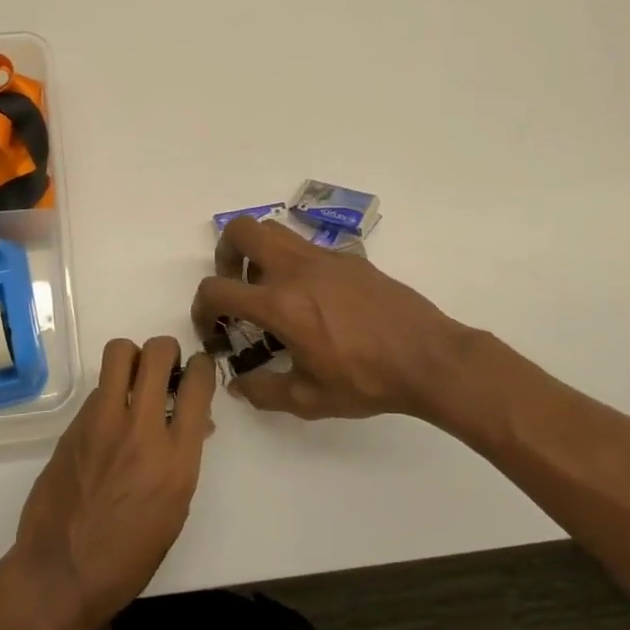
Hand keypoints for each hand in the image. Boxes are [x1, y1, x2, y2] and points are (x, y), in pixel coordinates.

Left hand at [11, 337, 214, 629]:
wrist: (60, 573)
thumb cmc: (128, 557)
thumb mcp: (174, 510)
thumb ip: (184, 458)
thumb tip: (194, 425)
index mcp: (177, 459)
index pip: (197, 385)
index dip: (202, 367)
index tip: (198, 369)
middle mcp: (141, 430)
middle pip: (157, 353)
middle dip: (167, 350)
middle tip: (166, 367)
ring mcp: (102, 423)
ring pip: (120, 353)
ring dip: (133, 358)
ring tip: (134, 380)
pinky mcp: (74, 425)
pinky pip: (98, 388)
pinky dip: (110, 393)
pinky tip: (109, 420)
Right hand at [191, 215, 488, 423]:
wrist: (428, 357)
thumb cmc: (366, 380)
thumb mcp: (308, 399)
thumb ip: (263, 391)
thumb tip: (238, 384)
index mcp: (279, 304)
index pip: (217, 288)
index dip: (202, 308)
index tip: (212, 328)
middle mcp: (295, 269)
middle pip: (241, 231)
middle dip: (225, 254)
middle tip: (236, 286)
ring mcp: (323, 257)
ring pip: (274, 230)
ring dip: (258, 252)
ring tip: (269, 288)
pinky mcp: (348, 258)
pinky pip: (306, 246)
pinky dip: (293, 262)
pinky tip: (313, 299)